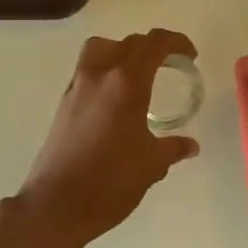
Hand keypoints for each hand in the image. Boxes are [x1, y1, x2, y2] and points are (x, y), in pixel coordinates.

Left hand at [17, 29, 200, 247]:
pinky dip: (105, 71)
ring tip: (138, 74)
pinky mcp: (63, 103)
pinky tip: (116, 101)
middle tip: (170, 65)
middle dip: (153, 47)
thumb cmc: (110, 182)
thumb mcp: (151, 165)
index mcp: (126, 83)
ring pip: (101, 49)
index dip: (175, 42)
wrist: (56, 205)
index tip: (190, 55)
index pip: (153, 44)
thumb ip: (172, 148)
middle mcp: (99, 76)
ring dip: (122, 51)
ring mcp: (77, 87)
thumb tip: (191, 146)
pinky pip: (87, 70)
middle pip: (128, 43)